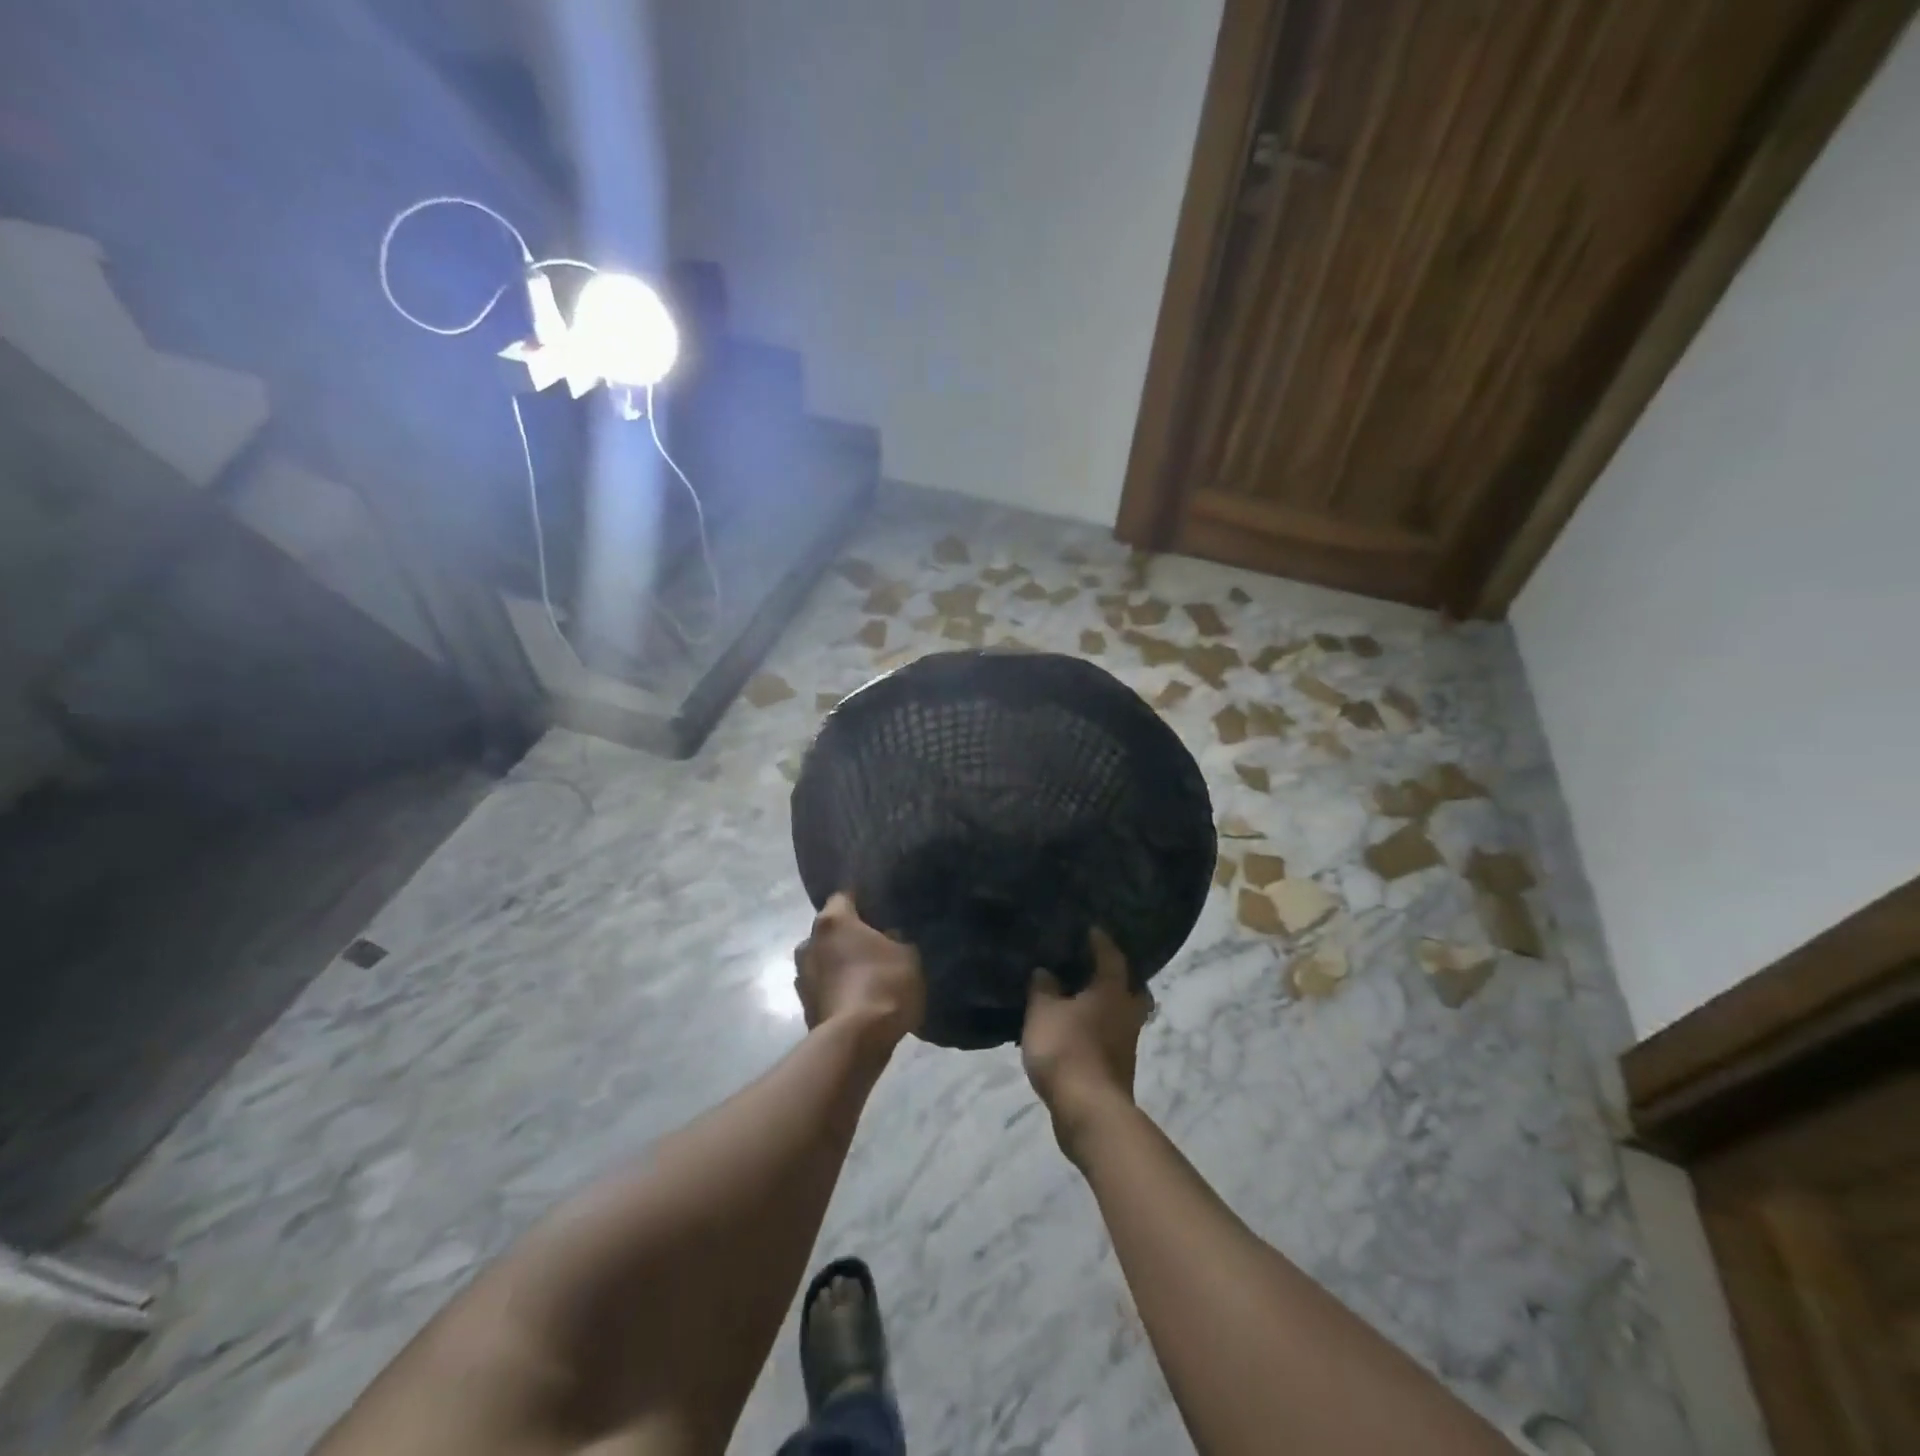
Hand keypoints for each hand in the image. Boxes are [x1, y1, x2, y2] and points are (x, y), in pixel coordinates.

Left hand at [793, 894, 925, 1051]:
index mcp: (832, 920)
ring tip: (865, 976)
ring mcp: (801, 975)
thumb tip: (887, 938)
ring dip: (839, 964)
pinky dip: (836, 988)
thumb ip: (896, 939)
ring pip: (824, 959)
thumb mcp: (907, 954)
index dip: (862, 900)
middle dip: (849, 935)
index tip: (878, 908)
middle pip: (830, 930)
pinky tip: (857, 999)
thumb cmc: (883, 984)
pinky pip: (824, 987)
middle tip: (874, 945)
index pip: (844, 896)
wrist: (855, 1041)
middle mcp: (809, 942)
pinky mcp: (803, 1005)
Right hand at [1021, 928, 1151, 1156]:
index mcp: (1112, 991)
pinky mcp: (1119, 1068)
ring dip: (1107, 1006)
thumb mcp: (1043, 1012)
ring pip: (1123, 1015)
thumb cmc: (1067, 1050)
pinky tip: (1077, 1030)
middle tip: (1096, 968)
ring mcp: (1127, 1044)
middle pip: (1131, 988)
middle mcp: (1127, 1013)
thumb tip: (1046, 972)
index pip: (1111, 956)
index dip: (1100, 941)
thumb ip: (1043, 988)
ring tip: (1081, 1000)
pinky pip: (1112, 1037)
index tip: (1091, 930)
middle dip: (1117, 977)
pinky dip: (1098, 1029)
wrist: (1089, 1111)